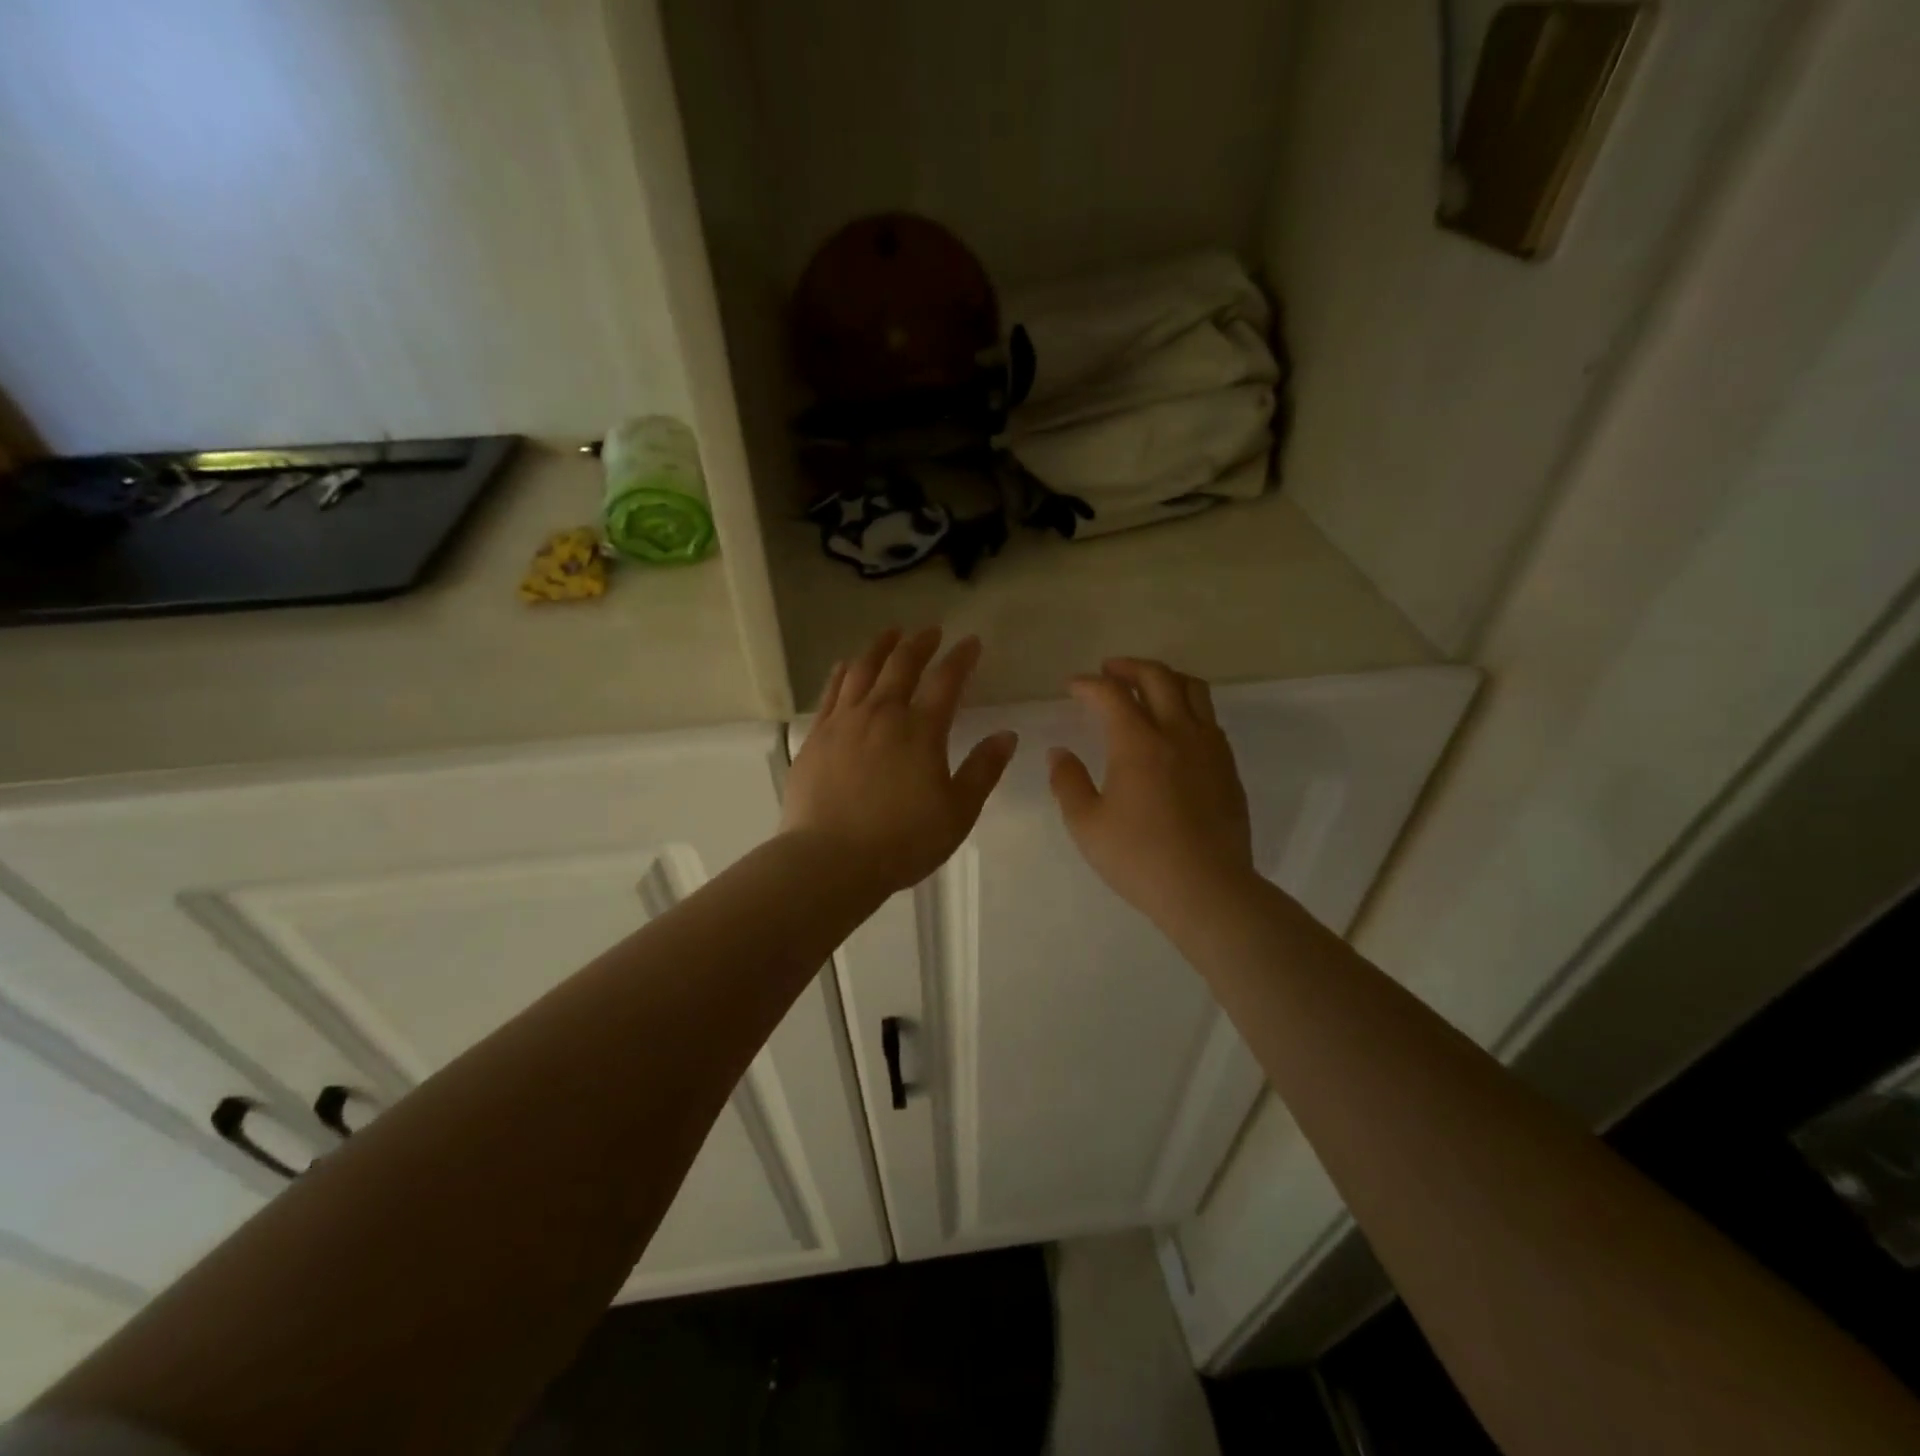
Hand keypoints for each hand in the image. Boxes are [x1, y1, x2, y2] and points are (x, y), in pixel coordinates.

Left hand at [782, 628, 1017, 893]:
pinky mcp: (816, 735)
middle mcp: (881, 714)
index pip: (946, 680)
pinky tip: (847, 665)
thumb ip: (983, 770)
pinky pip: (831, 690)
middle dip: (920, 643)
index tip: (971, 643)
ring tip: (891, 633)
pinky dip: (843, 671)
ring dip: (880, 646)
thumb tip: (1007, 735)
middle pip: (901, 664)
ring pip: (862, 669)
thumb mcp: (957, 812)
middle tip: (931, 631)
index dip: (961, 658)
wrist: (830, 860)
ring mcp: (843, 722)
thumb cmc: (902, 841)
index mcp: (920, 730)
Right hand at [1048, 658, 1257, 932]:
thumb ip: (1068, 782)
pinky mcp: (1228, 765)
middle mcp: (1177, 732)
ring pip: (1192, 689)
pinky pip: (1208, 717)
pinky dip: (1186, 705)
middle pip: (1157, 677)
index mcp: (1138, 743)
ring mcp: (1209, 747)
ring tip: (1146, 686)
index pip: (1110, 694)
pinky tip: (1174, 727)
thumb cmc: (1139, 858)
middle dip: (1128, 667)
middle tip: (1108, 671)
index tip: (1072, 686)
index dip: (1088, 684)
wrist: (1207, 889)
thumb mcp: (1086, 824)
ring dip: (1164, 678)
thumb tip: (1058, 753)